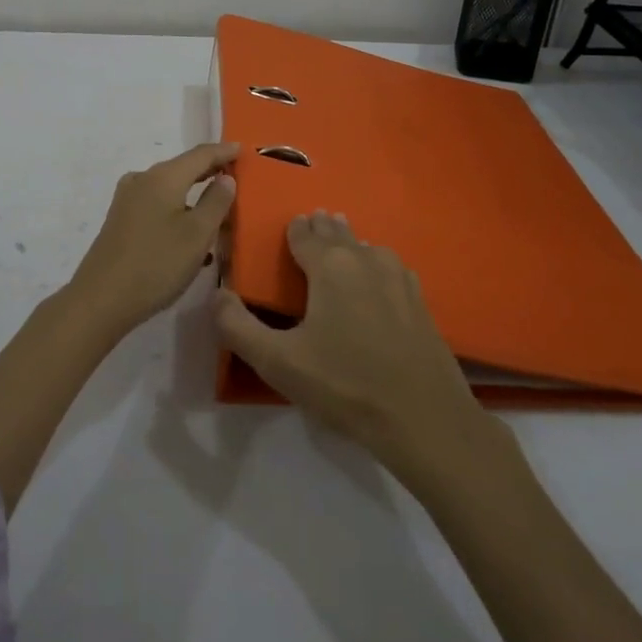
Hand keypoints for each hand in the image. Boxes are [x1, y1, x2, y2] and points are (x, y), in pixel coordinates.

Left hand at [66, 142, 238, 337]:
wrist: (101, 299)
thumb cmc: (157, 264)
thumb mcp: (198, 234)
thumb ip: (216, 202)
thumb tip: (226, 178)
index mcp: (163, 177)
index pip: (200, 154)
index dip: (223, 151)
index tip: (243, 149)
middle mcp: (142, 180)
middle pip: (183, 168)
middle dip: (209, 172)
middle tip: (235, 175)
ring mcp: (127, 200)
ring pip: (169, 189)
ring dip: (194, 196)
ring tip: (218, 209)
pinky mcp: (121, 220)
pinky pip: (157, 205)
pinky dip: (178, 211)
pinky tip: (190, 236)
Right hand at [214, 211, 489, 478]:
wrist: (423, 417)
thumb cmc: (344, 384)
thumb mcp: (278, 362)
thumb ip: (237, 326)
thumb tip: (217, 295)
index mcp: (330, 264)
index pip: (304, 233)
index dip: (293, 230)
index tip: (288, 227)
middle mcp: (365, 258)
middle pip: (337, 232)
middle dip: (322, 228)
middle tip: (312, 223)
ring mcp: (398, 276)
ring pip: (366, 248)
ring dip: (349, 244)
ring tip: (340, 247)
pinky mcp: (420, 299)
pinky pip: (389, 268)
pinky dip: (375, 265)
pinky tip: (376, 280)